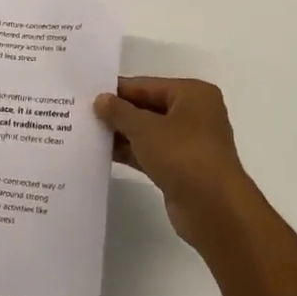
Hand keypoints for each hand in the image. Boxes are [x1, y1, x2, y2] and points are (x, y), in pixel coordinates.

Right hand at [95, 78, 261, 249]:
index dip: (117, 90)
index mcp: (192, 94)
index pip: (146, 85)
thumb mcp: (145, 128)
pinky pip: (150, 153)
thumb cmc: (183, 155)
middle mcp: (194, 114)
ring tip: (86, 133)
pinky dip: (130, 152)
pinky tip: (102, 154)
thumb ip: (119, 112)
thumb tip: (101, 99)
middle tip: (82, 113)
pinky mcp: (181, 168)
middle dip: (118, 113)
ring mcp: (188, 143)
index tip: (86, 94)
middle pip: (147, 108)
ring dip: (121, 134)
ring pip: (148, 132)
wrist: (215, 209)